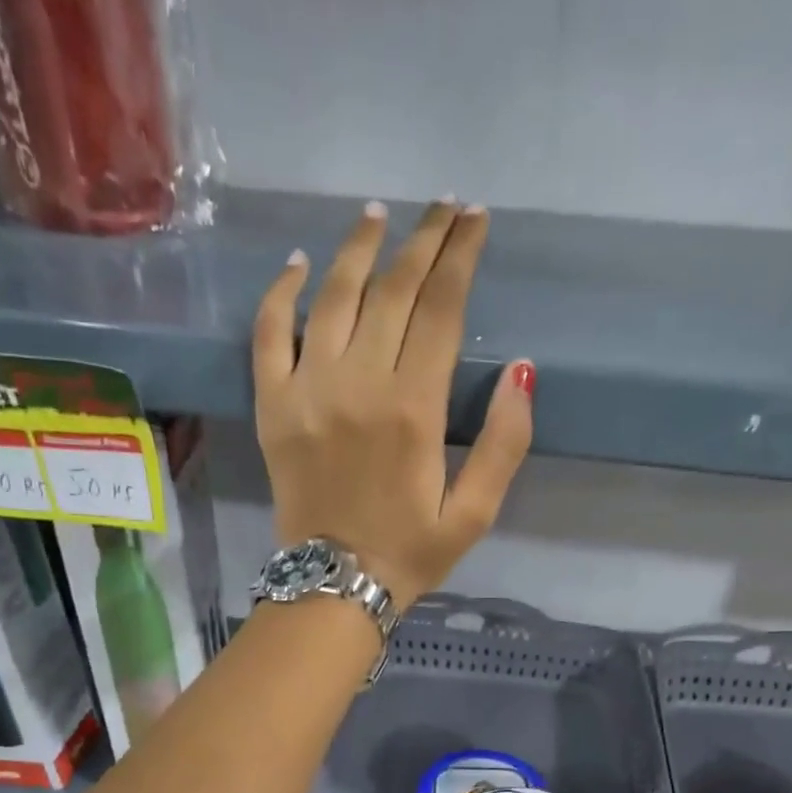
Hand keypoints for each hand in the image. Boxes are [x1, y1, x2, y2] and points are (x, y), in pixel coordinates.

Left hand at [252, 199, 534, 608]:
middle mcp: (360, 384)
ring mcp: (308, 390)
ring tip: (379, 215)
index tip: (476, 220)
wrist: (333, 585)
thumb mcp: (475, 514)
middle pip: (393, 289)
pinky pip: (270, 333)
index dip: (461, 257)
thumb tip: (521, 370)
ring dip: (359, 247)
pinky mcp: (273, 406)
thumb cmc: (409, 554)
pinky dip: (283, 292)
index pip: (442, 309)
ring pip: (334, 296)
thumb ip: (504, 445)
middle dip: (424, 239)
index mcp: (414, 409)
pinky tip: (300, 264)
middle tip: (444, 207)